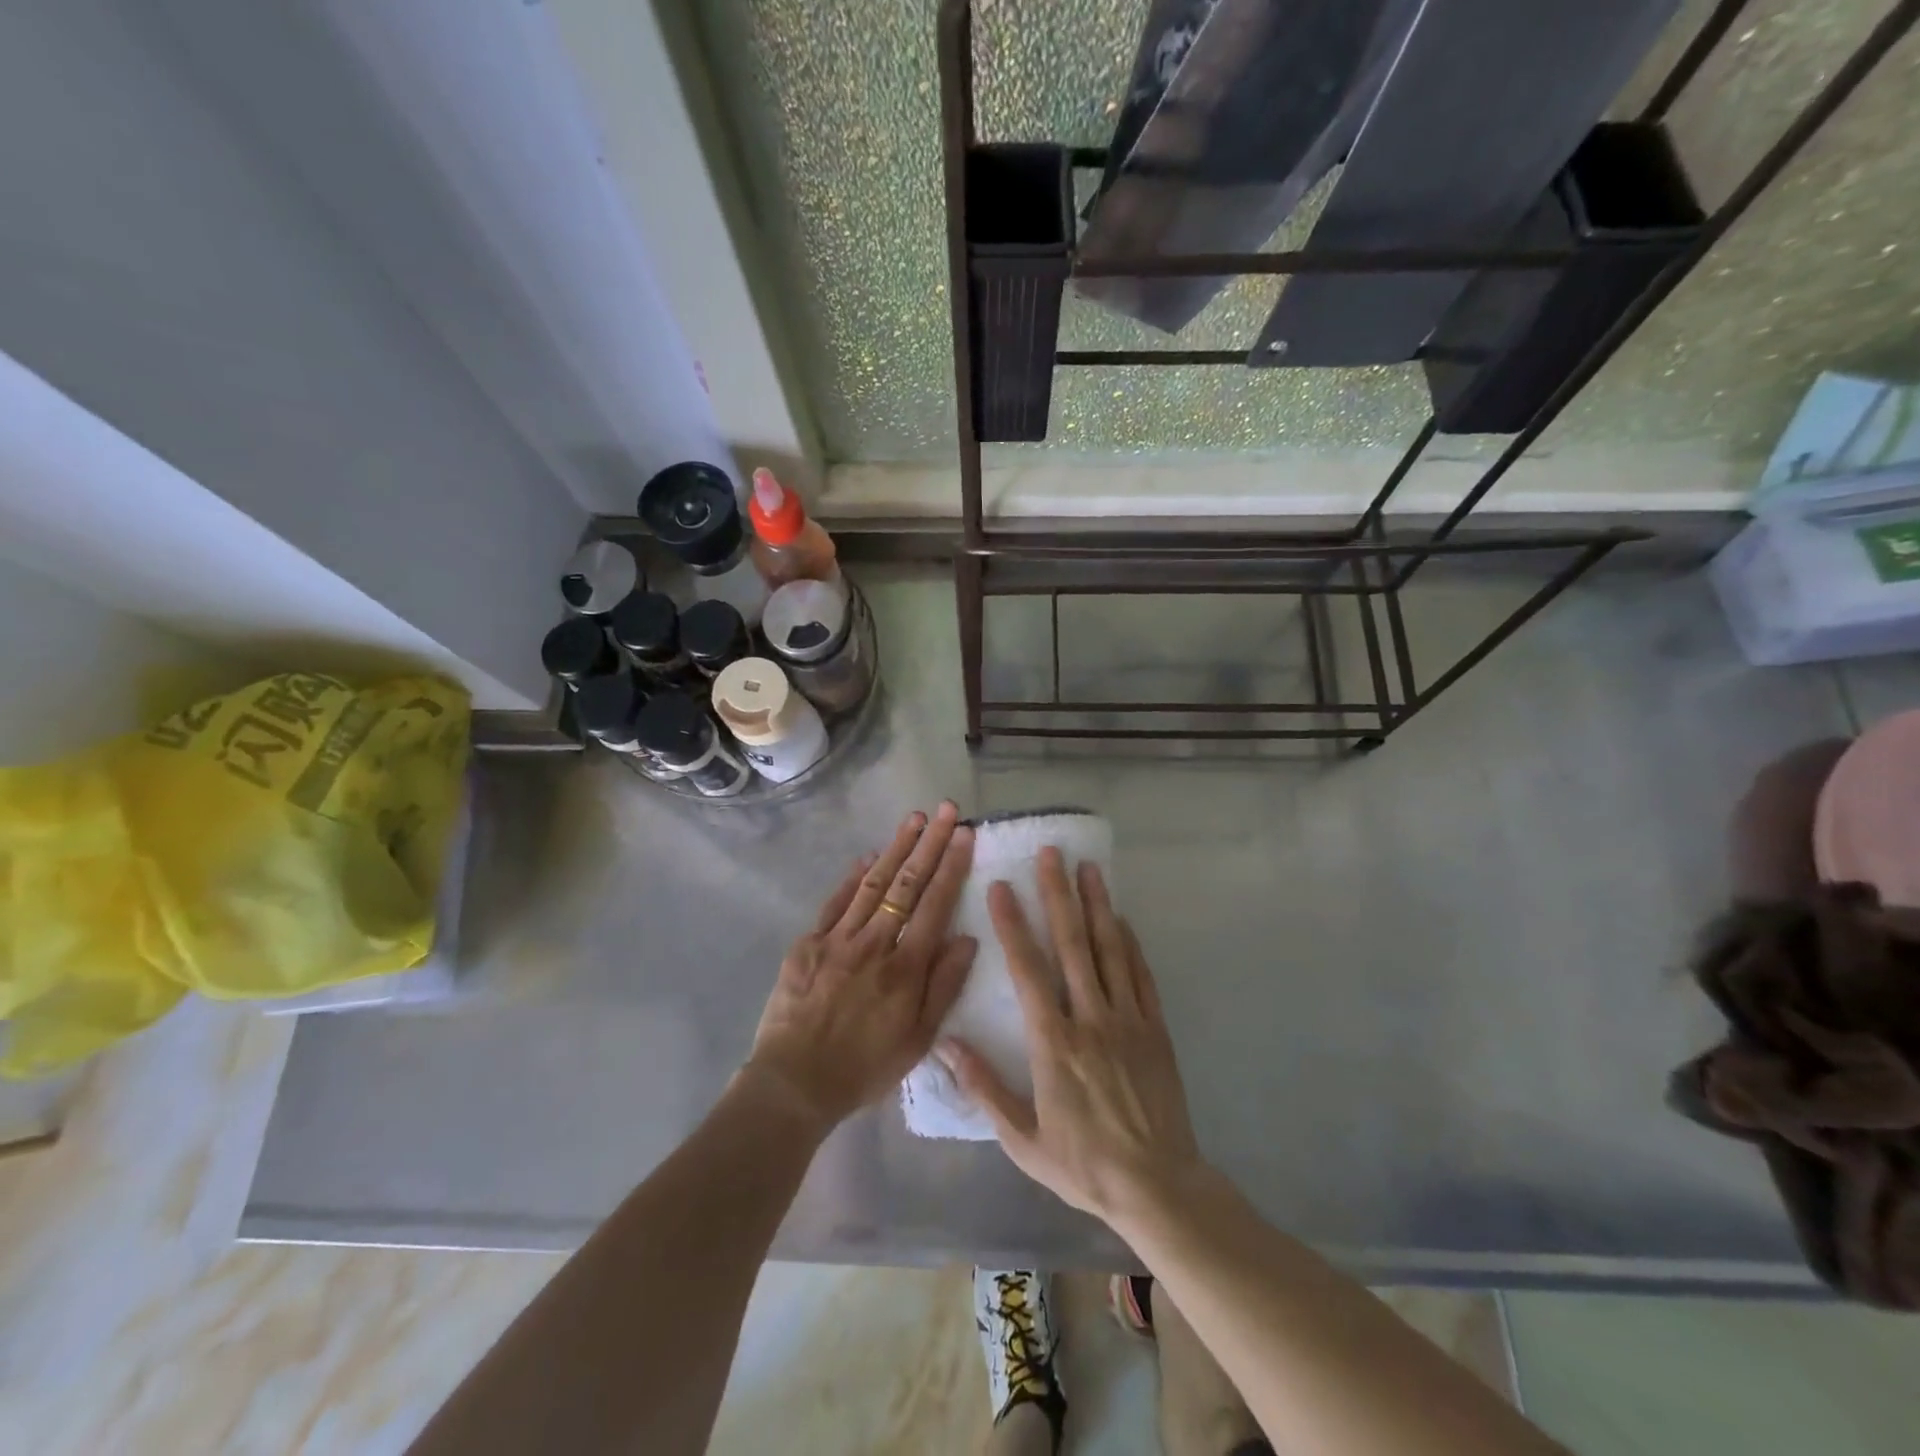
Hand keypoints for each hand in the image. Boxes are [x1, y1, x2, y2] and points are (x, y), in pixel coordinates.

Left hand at [744, 803, 977, 1136]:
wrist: (794, 1083)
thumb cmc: (864, 1068)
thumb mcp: (918, 1040)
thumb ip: (944, 986)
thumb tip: (967, 938)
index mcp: (905, 968)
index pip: (935, 904)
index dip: (952, 866)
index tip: (965, 834)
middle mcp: (874, 943)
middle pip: (907, 884)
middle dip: (930, 843)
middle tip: (945, 809)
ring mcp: (838, 938)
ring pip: (874, 884)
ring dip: (896, 848)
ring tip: (914, 818)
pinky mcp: (808, 942)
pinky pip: (836, 902)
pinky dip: (854, 876)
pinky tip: (869, 856)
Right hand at [940, 847, 1203, 1227]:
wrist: (1158, 1187)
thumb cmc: (1083, 1164)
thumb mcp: (1022, 1138)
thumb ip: (984, 1087)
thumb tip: (945, 1043)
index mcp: (1053, 1043)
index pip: (1028, 971)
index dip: (1013, 925)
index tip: (1002, 887)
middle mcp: (1090, 1018)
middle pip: (1072, 944)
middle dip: (1059, 895)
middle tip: (1052, 853)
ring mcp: (1128, 1019)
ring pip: (1110, 950)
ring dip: (1097, 905)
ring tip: (1089, 867)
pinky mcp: (1155, 1028)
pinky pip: (1141, 975)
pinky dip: (1130, 942)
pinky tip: (1121, 918)